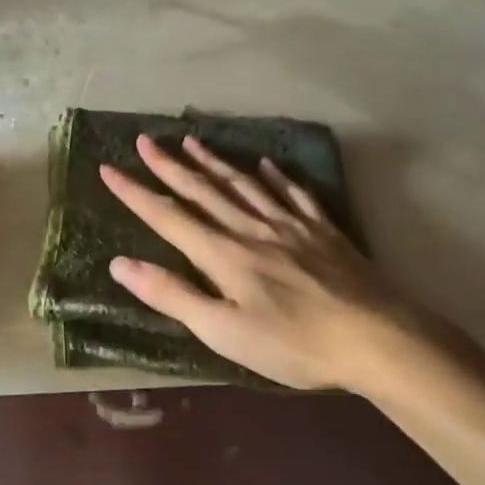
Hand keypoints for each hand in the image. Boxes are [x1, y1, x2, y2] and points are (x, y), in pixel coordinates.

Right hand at [99, 134, 423, 390]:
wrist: (376, 337)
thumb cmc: (293, 344)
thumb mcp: (223, 331)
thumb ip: (173, 295)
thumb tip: (120, 265)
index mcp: (223, 255)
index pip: (169, 217)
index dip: (136, 193)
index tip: (108, 168)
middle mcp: (251, 229)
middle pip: (203, 191)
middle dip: (170, 166)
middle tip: (145, 140)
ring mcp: (290, 225)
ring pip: (243, 184)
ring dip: (214, 162)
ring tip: (192, 141)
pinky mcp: (323, 231)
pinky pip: (293, 194)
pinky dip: (275, 177)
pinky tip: (266, 164)